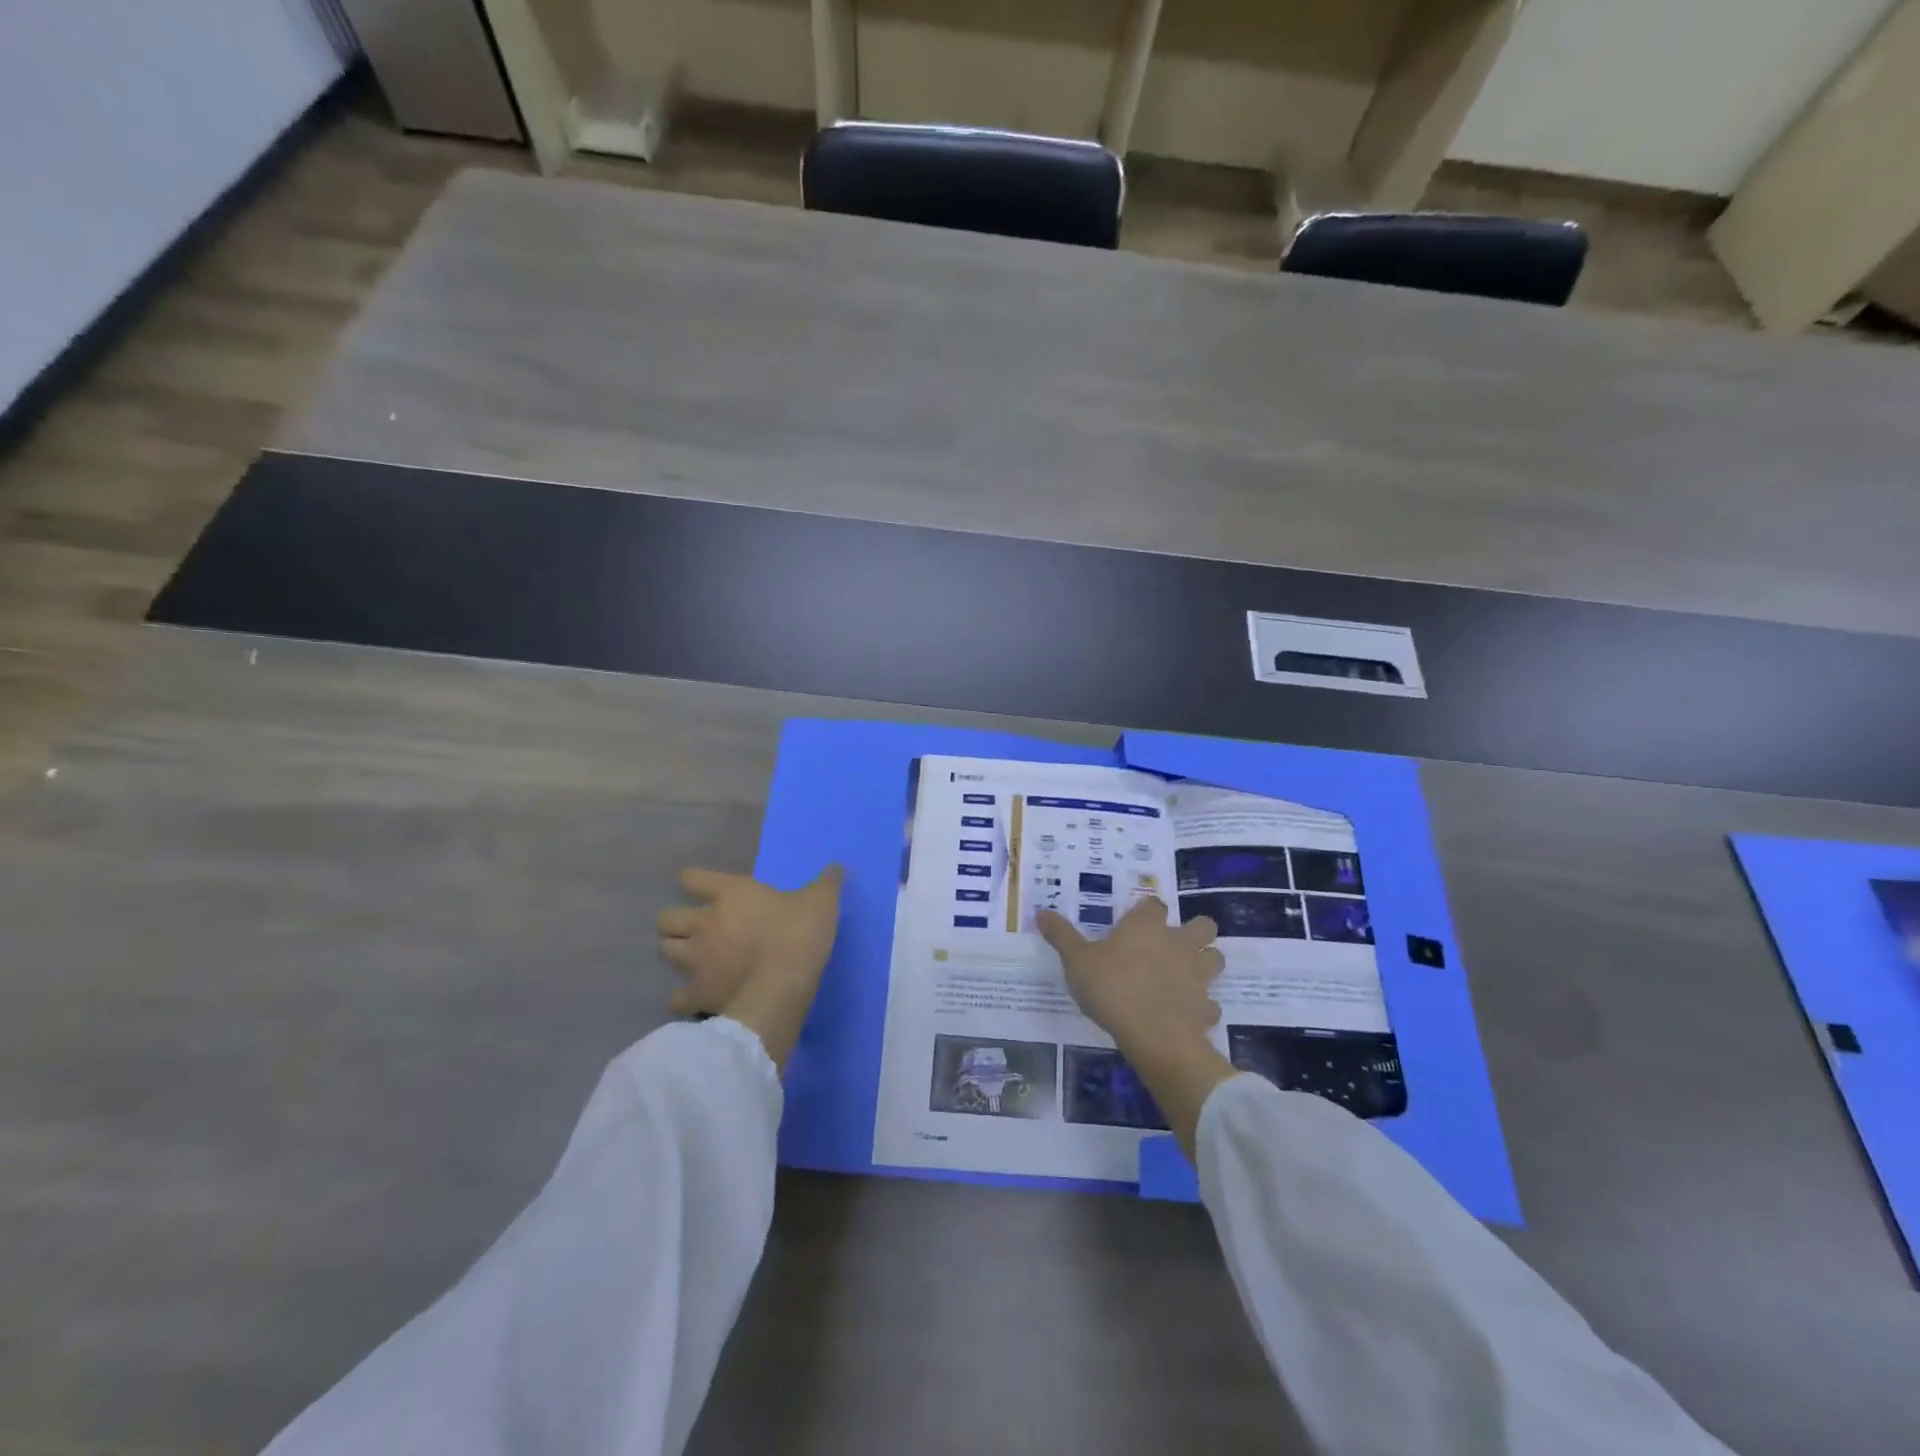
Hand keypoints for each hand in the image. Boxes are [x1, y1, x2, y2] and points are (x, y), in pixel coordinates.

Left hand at [657, 865, 843, 1068]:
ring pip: (664, 951)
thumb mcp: (821, 902)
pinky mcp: (696, 994)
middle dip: (676, 922)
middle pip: (667, 918)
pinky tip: (696, 999)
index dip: (693, 881)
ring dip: (675, 953)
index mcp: (730, 894)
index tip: (701, 887)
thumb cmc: (798, 936)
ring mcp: (694, 960)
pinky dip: (682, 998)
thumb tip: (837, 866)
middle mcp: (704, 923)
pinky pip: (676, 998)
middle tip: (696, 929)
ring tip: (692, 959)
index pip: (692, 878)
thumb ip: (826, 883)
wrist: (780, 989)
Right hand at [1038, 896, 1223, 1055]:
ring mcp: (1197, 975)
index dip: (1147, 912)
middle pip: (1202, 925)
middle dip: (1195, 931)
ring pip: (1215, 958)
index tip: (1135, 922)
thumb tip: (1041, 912)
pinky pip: (1210, 1004)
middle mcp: (1178, 943)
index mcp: (1147, 926)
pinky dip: (1202, 1007)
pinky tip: (1186, 1014)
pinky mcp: (1206, 1008)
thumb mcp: (1076, 961)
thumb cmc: (1113, 988)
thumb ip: (1061, 936)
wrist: (1153, 1035)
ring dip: (1205, 963)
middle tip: (1173, 944)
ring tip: (1185, 975)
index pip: (1153, 905)